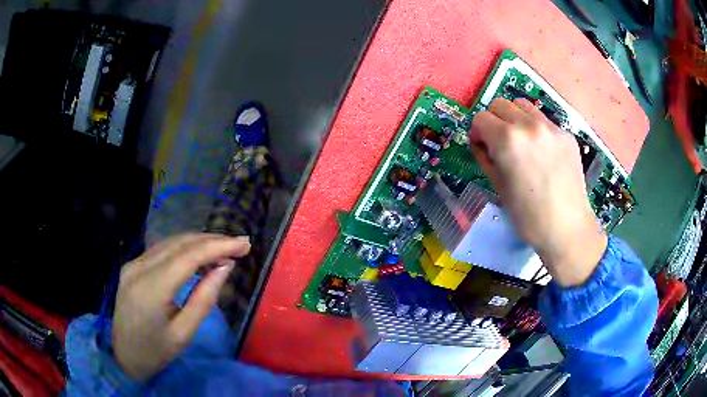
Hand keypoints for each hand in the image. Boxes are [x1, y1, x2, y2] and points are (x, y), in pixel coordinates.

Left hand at [111, 233, 249, 380]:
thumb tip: (224, 268)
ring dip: (199, 242)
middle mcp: (139, 267)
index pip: (188, 256)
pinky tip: (199, 256)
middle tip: (240, 244)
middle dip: (212, 240)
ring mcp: (133, 263)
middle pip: (180, 243)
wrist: (123, 354)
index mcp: (151, 289)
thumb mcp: (184, 333)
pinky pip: (162, 250)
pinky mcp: (133, 265)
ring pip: (171, 242)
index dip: (218, 246)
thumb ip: (204, 299)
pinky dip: (184, 249)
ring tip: (224, 250)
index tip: (244, 244)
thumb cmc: (156, 351)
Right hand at [469, 98, 606, 286]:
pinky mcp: (566, 134)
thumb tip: (481, 142)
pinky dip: (536, 129)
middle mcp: (529, 125)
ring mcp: (551, 127)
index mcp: (507, 140)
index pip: (480, 118)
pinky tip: (543, 153)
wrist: (567, 228)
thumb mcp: (498, 187)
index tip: (482, 148)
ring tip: (521, 142)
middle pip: (500, 104)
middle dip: (494, 121)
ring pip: (523, 106)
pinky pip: (544, 121)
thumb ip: (485, 157)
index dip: (477, 133)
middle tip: (500, 143)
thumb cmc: (528, 216)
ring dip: (515, 118)